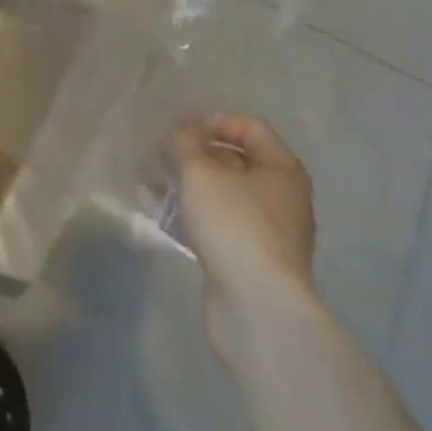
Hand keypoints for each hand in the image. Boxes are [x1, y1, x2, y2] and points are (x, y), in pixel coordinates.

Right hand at [172, 113, 317, 368]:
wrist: (257, 311)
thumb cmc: (235, 225)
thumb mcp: (200, 170)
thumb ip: (184, 141)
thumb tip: (181, 134)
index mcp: (281, 167)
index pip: (247, 126)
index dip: (211, 120)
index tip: (177, 127)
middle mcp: (281, 196)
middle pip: (232, 159)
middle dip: (192, 154)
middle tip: (159, 155)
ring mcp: (267, 231)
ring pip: (220, 193)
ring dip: (186, 184)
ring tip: (150, 183)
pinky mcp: (249, 259)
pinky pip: (217, 223)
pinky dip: (190, 214)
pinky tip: (158, 213)